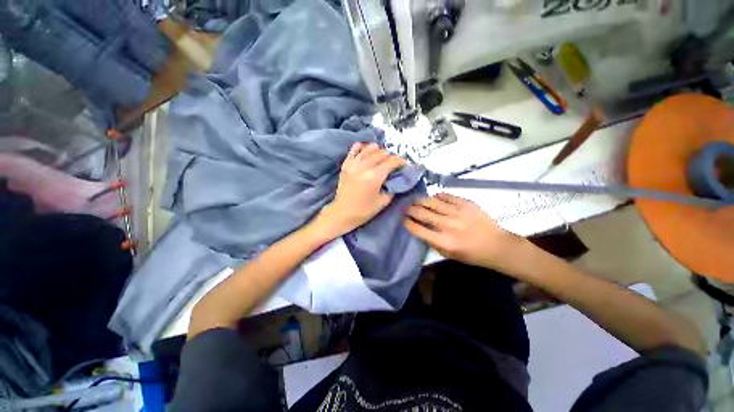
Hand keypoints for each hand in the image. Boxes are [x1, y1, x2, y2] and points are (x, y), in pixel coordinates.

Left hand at [313, 142, 406, 237]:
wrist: (342, 213)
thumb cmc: (364, 210)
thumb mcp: (383, 202)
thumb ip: (391, 189)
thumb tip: (395, 180)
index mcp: (374, 176)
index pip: (391, 162)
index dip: (400, 161)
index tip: (405, 163)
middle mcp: (364, 166)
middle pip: (381, 154)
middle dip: (390, 156)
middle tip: (394, 162)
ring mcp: (353, 164)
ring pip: (368, 149)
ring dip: (378, 150)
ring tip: (382, 155)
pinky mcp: (345, 165)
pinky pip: (353, 150)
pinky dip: (361, 147)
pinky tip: (365, 148)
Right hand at [404, 193, 528, 271]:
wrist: (497, 246)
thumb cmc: (471, 254)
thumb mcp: (448, 255)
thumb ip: (432, 242)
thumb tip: (419, 229)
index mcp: (443, 241)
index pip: (417, 229)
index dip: (407, 223)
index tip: (403, 220)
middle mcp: (448, 225)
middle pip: (422, 213)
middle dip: (410, 209)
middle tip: (406, 208)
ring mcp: (458, 212)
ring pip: (432, 201)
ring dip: (420, 200)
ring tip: (415, 200)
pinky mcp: (466, 203)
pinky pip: (446, 196)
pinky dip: (437, 196)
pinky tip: (434, 198)